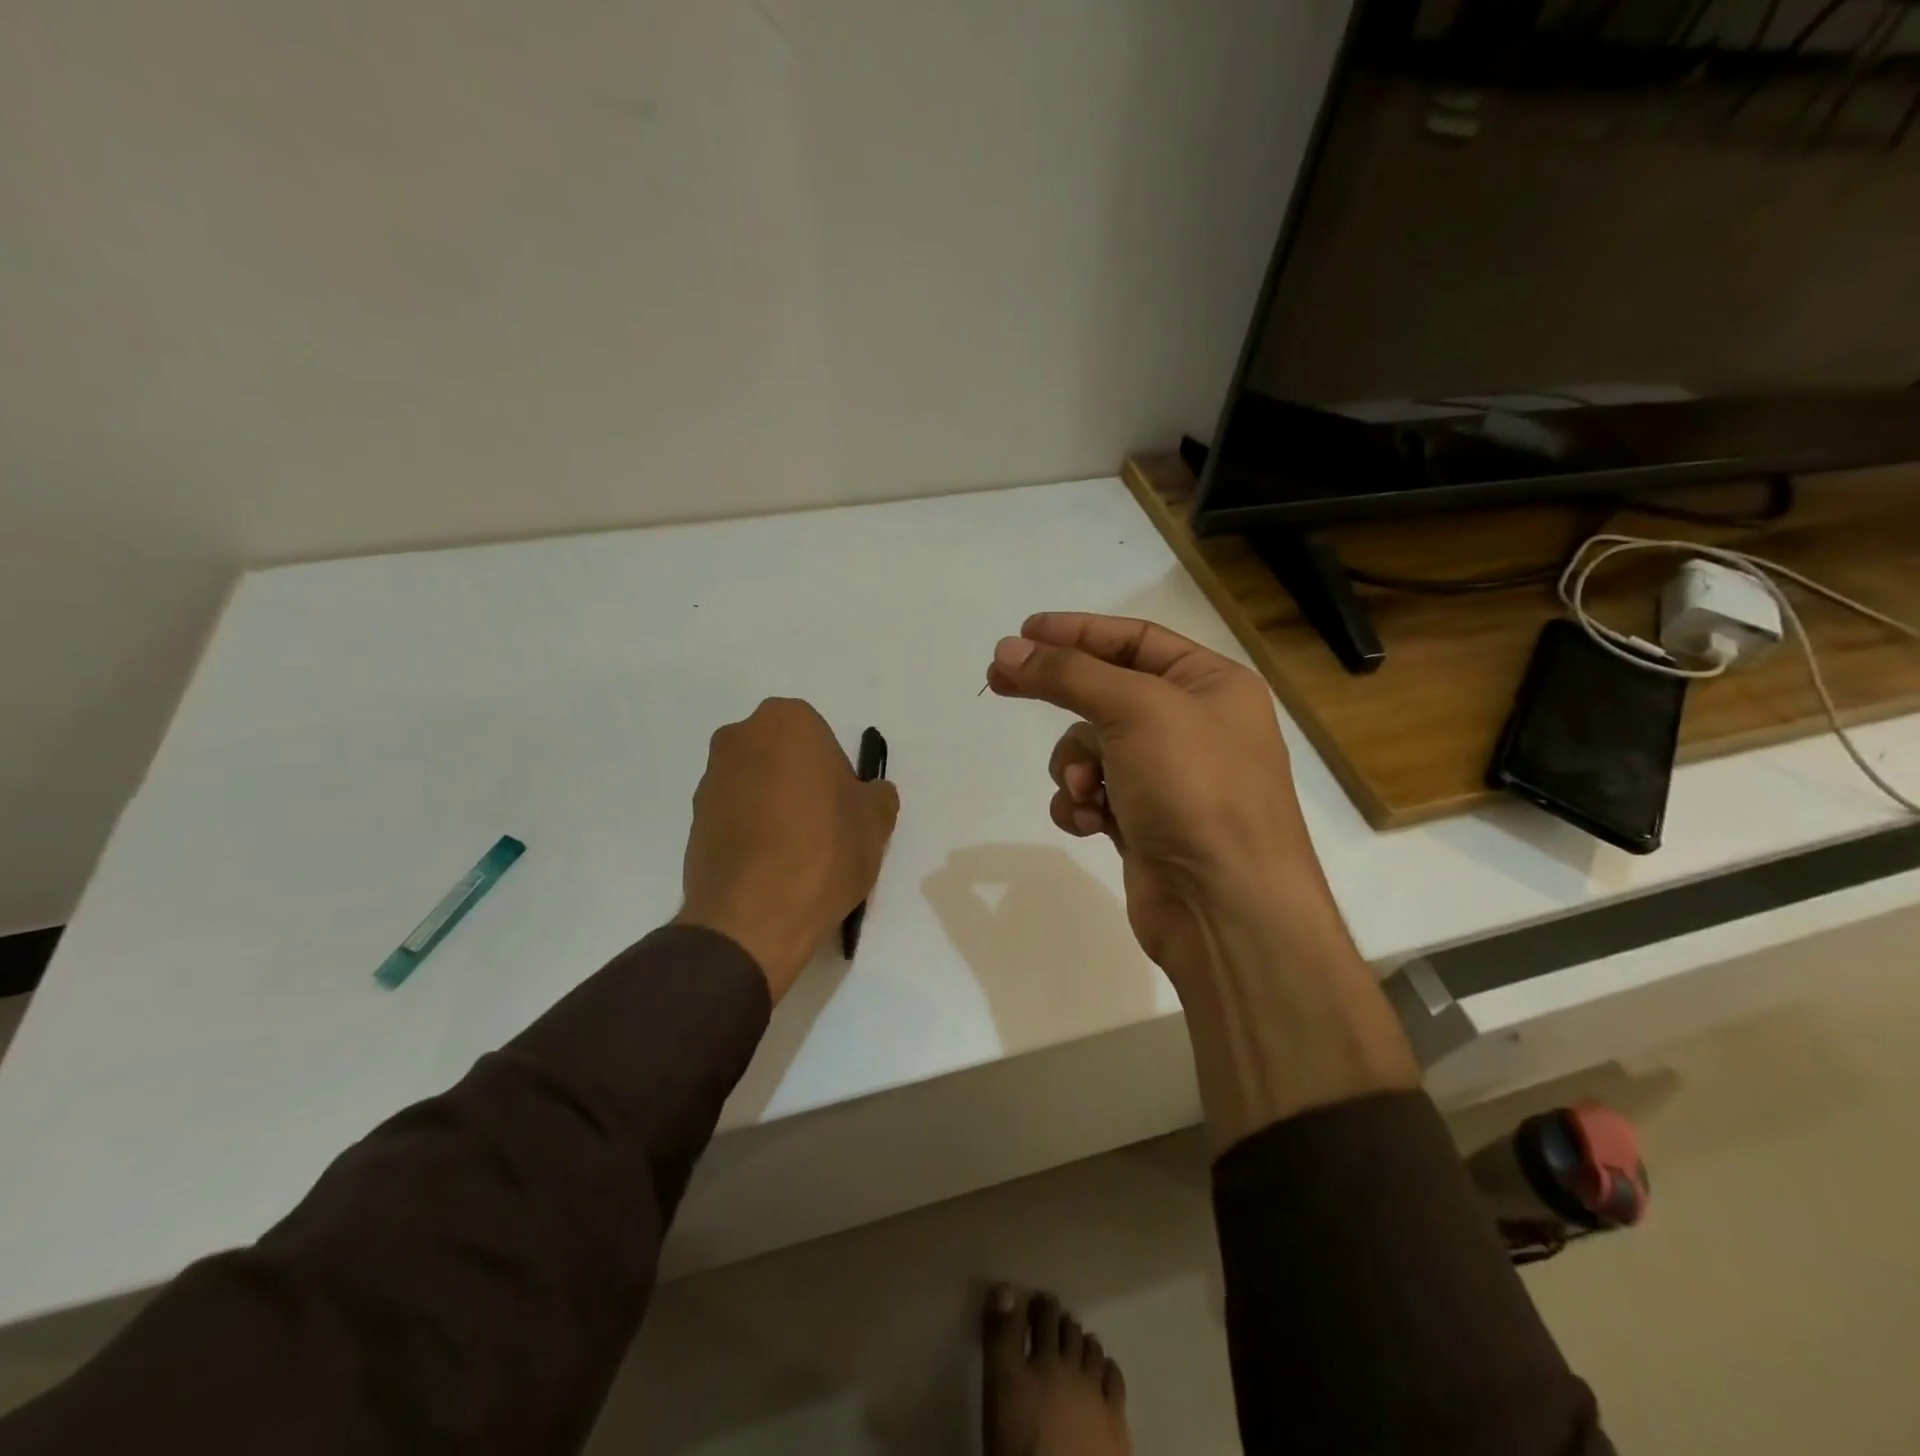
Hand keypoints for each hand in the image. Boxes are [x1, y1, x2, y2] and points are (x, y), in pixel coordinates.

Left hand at [676, 699, 899, 1002]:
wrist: (754, 917)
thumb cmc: (824, 850)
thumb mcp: (876, 821)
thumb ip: (877, 795)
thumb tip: (868, 794)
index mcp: (786, 722)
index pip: (819, 737)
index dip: (835, 772)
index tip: (843, 806)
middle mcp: (739, 738)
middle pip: (782, 756)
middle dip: (800, 782)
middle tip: (823, 826)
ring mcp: (710, 780)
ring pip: (756, 784)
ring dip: (773, 806)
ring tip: (796, 854)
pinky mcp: (692, 821)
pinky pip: (734, 816)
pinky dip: (751, 832)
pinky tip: (770, 868)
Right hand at [984, 613, 1332, 982]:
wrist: (1224, 905)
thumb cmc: (1194, 787)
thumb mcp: (1135, 709)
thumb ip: (1068, 673)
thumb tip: (1008, 649)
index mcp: (1211, 684)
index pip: (1134, 639)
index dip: (1077, 631)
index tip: (1023, 633)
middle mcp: (1193, 725)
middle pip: (1106, 693)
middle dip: (1060, 695)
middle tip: (999, 681)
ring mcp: (1167, 778)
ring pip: (1091, 749)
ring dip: (1075, 766)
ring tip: (1086, 790)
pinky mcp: (1143, 822)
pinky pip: (1093, 795)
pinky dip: (1082, 805)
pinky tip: (1091, 822)